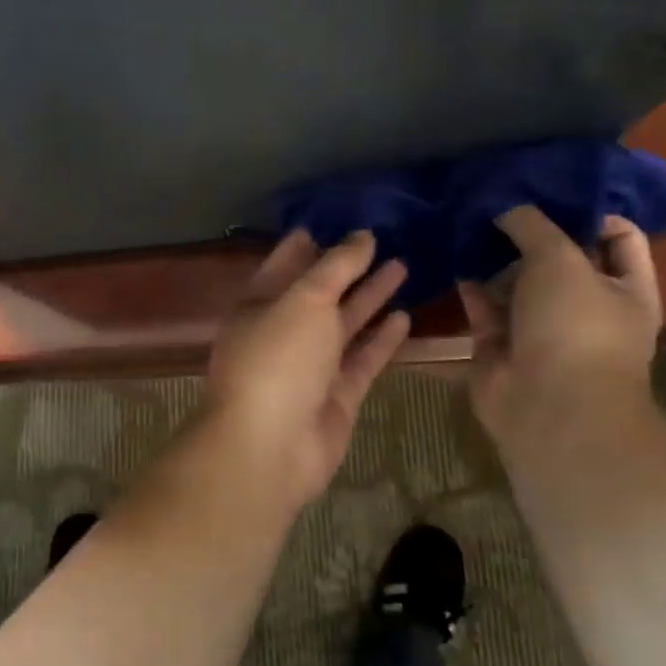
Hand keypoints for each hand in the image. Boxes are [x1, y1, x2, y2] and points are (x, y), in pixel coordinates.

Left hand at [203, 230, 411, 508]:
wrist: (269, 447)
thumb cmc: (278, 359)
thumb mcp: (304, 300)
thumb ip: (336, 267)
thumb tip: (361, 236)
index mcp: (260, 304)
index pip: (286, 263)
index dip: (311, 242)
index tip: (339, 218)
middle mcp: (283, 331)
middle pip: (320, 292)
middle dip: (349, 267)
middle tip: (384, 238)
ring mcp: (310, 366)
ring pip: (345, 324)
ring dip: (371, 297)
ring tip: (404, 266)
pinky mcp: (337, 396)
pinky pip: (362, 359)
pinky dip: (382, 339)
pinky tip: (406, 316)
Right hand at [457, 206, 661, 453]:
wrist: (547, 406)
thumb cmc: (573, 326)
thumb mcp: (560, 258)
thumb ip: (533, 225)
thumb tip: (506, 206)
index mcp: (625, 288)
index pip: (618, 235)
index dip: (589, 210)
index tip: (549, 189)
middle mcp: (585, 306)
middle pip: (559, 257)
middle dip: (530, 231)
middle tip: (496, 199)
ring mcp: (541, 328)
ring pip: (517, 282)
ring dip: (494, 256)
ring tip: (466, 220)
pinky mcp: (501, 344)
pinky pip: (484, 306)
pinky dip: (470, 284)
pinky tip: (452, 256)